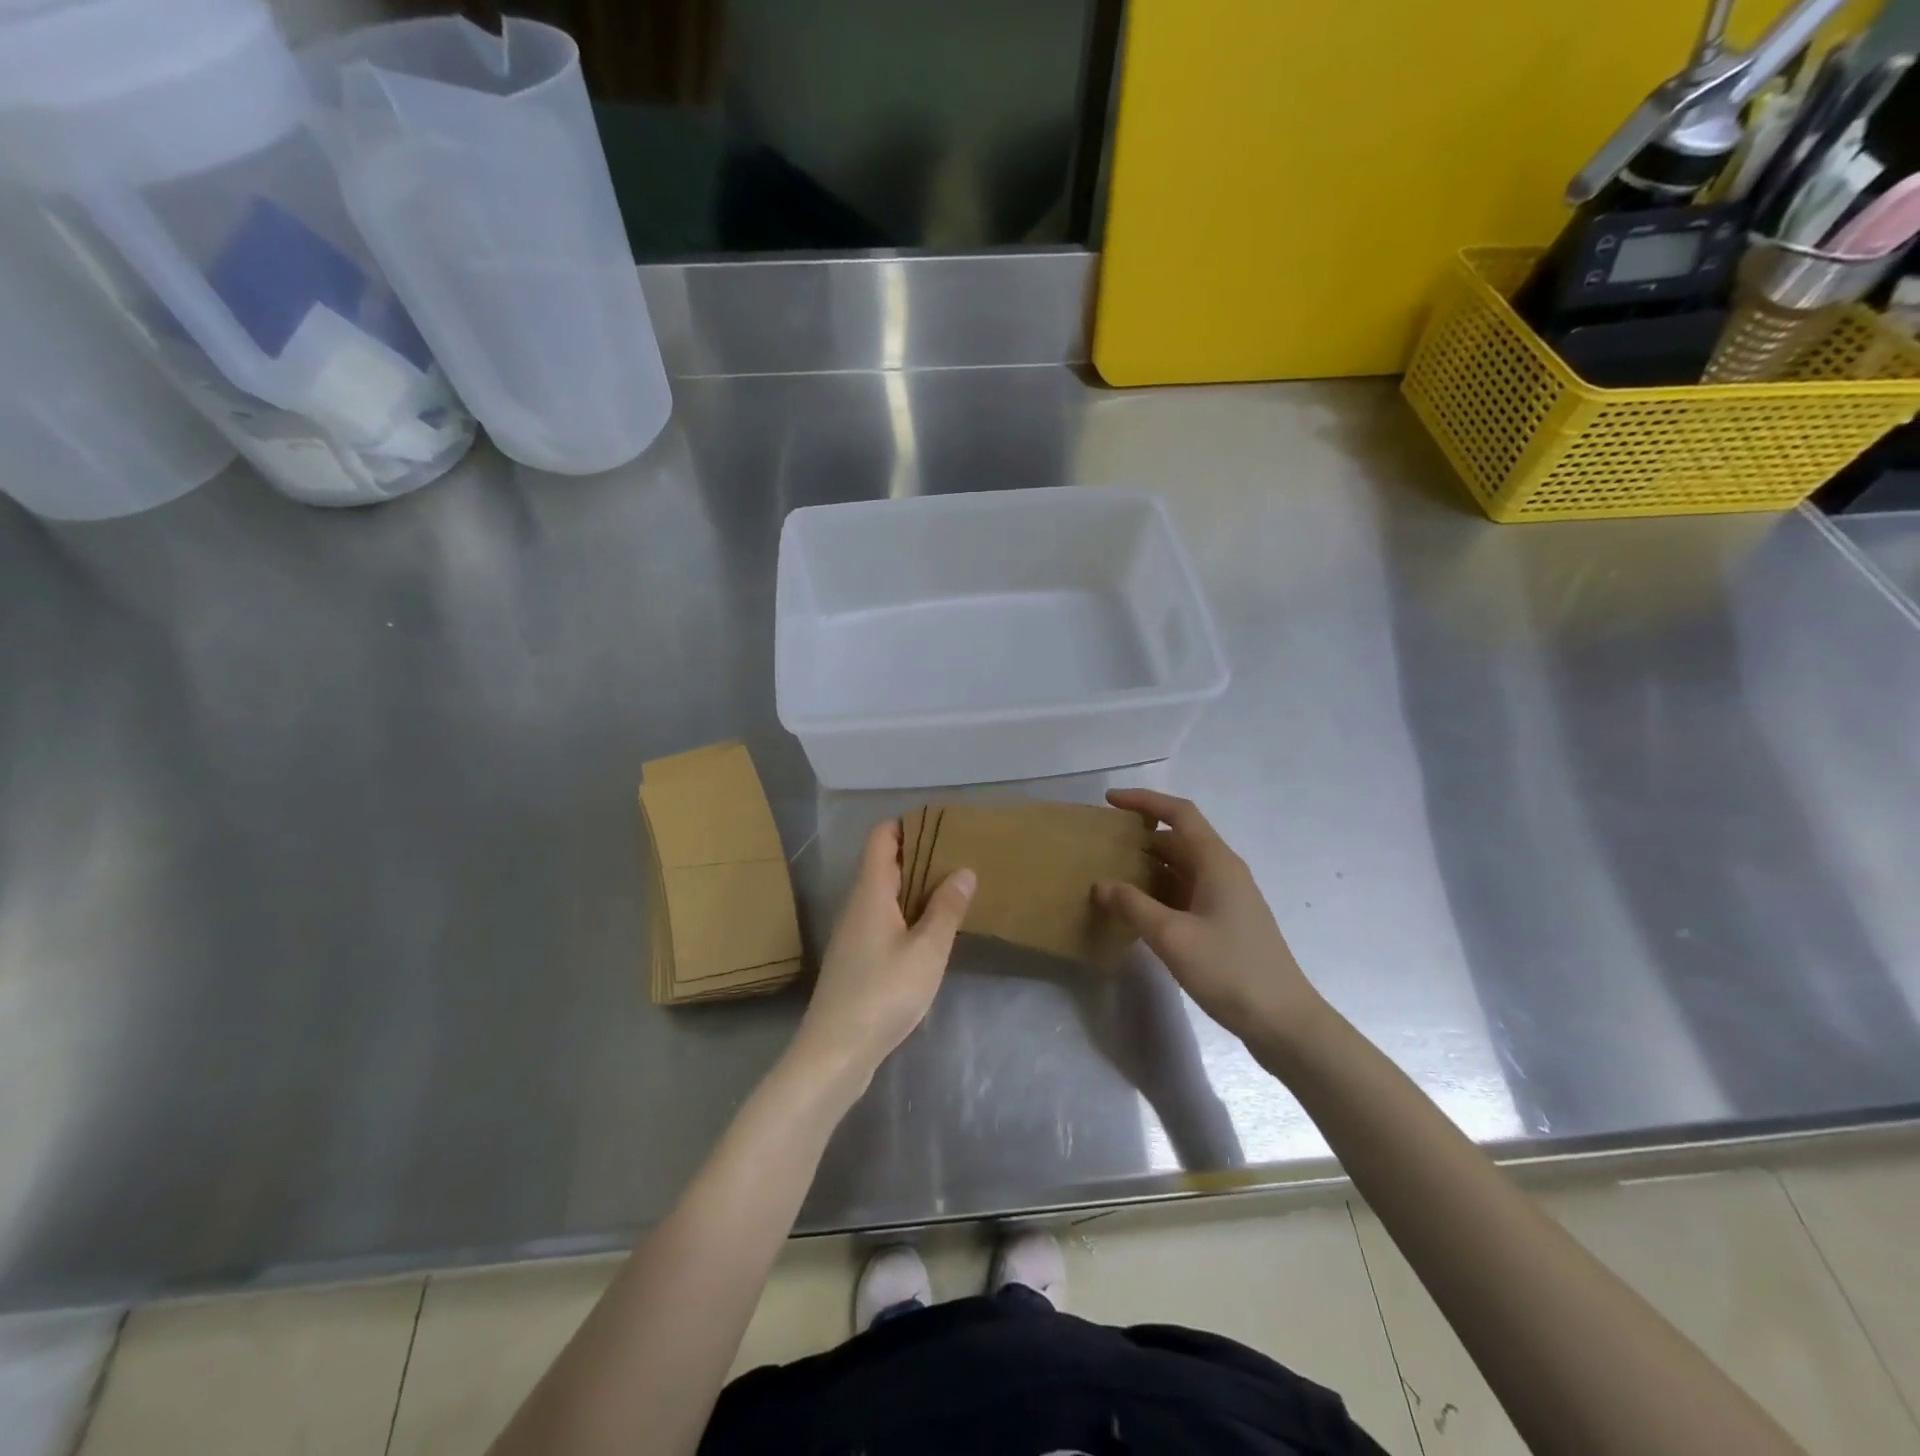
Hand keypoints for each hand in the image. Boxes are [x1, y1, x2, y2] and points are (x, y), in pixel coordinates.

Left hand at [791, 818, 974, 1088]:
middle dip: (919, 853)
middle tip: (960, 854)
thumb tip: (963, 870)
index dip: (909, 824)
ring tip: (953, 887)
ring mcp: (853, 931)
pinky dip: (907, 911)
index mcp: (870, 891)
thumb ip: (946, 909)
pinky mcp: (856, 957)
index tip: (944, 825)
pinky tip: (931, 929)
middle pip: (884, 861)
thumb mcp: (927, 951)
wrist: (835, 1052)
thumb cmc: (883, 993)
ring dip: (915, 885)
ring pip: (885, 891)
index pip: (882, 837)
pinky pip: (883, 916)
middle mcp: (857, 903)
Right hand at [1095, 789, 1322, 1044]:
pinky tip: (1135, 911)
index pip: (1179, 814)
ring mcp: (1226, 899)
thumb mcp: (1173, 937)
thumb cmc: (1230, 970)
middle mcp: (1223, 873)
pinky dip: (1158, 894)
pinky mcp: (1224, 924)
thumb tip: (1101, 884)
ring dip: (1147, 868)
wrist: (1284, 1022)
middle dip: (1140, 837)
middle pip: (1178, 840)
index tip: (1109, 801)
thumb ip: (1133, 906)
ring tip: (1109, 875)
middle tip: (1101, 845)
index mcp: (1217, 863)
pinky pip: (1185, 894)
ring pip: (1180, 869)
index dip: (1144, 801)